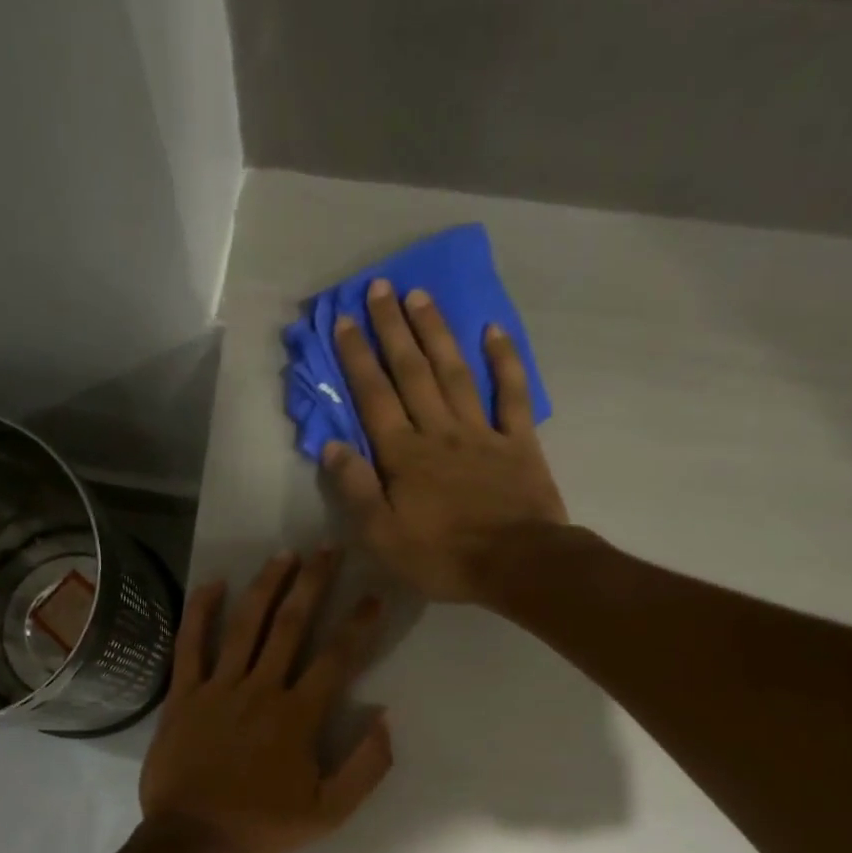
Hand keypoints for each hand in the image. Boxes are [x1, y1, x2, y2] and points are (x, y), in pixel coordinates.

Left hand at [139, 547, 392, 852]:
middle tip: (327, 549)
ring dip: (266, 586)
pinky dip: (201, 612)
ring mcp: (218, 688)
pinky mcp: (183, 695)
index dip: (358, 623)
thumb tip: (386, 719)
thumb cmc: (262, 827)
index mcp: (298, 715)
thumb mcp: (329, 811)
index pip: (337, 658)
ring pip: (245, 625)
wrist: (193, 840)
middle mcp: (261, 689)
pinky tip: (213, 584)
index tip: (373, 595)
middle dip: (313, 583)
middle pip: (292, 625)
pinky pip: (191, 645)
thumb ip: (366, 767)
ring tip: (284, 555)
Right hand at [324, 279, 568, 602]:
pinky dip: (504, 361)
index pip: (374, 398)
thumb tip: (333, 447)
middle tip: (380, 287)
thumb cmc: (443, 557)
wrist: (517, 565)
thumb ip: (356, 491)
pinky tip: (493, 330)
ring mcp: (482, 432)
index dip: (357, 358)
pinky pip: (512, 394)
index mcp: (404, 456)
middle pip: (412, 373)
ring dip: (436, 332)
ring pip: (455, 372)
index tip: (342, 320)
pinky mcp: (518, 443)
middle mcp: (439, 432)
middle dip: (393, 329)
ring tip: (421, 296)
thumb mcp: (383, 537)